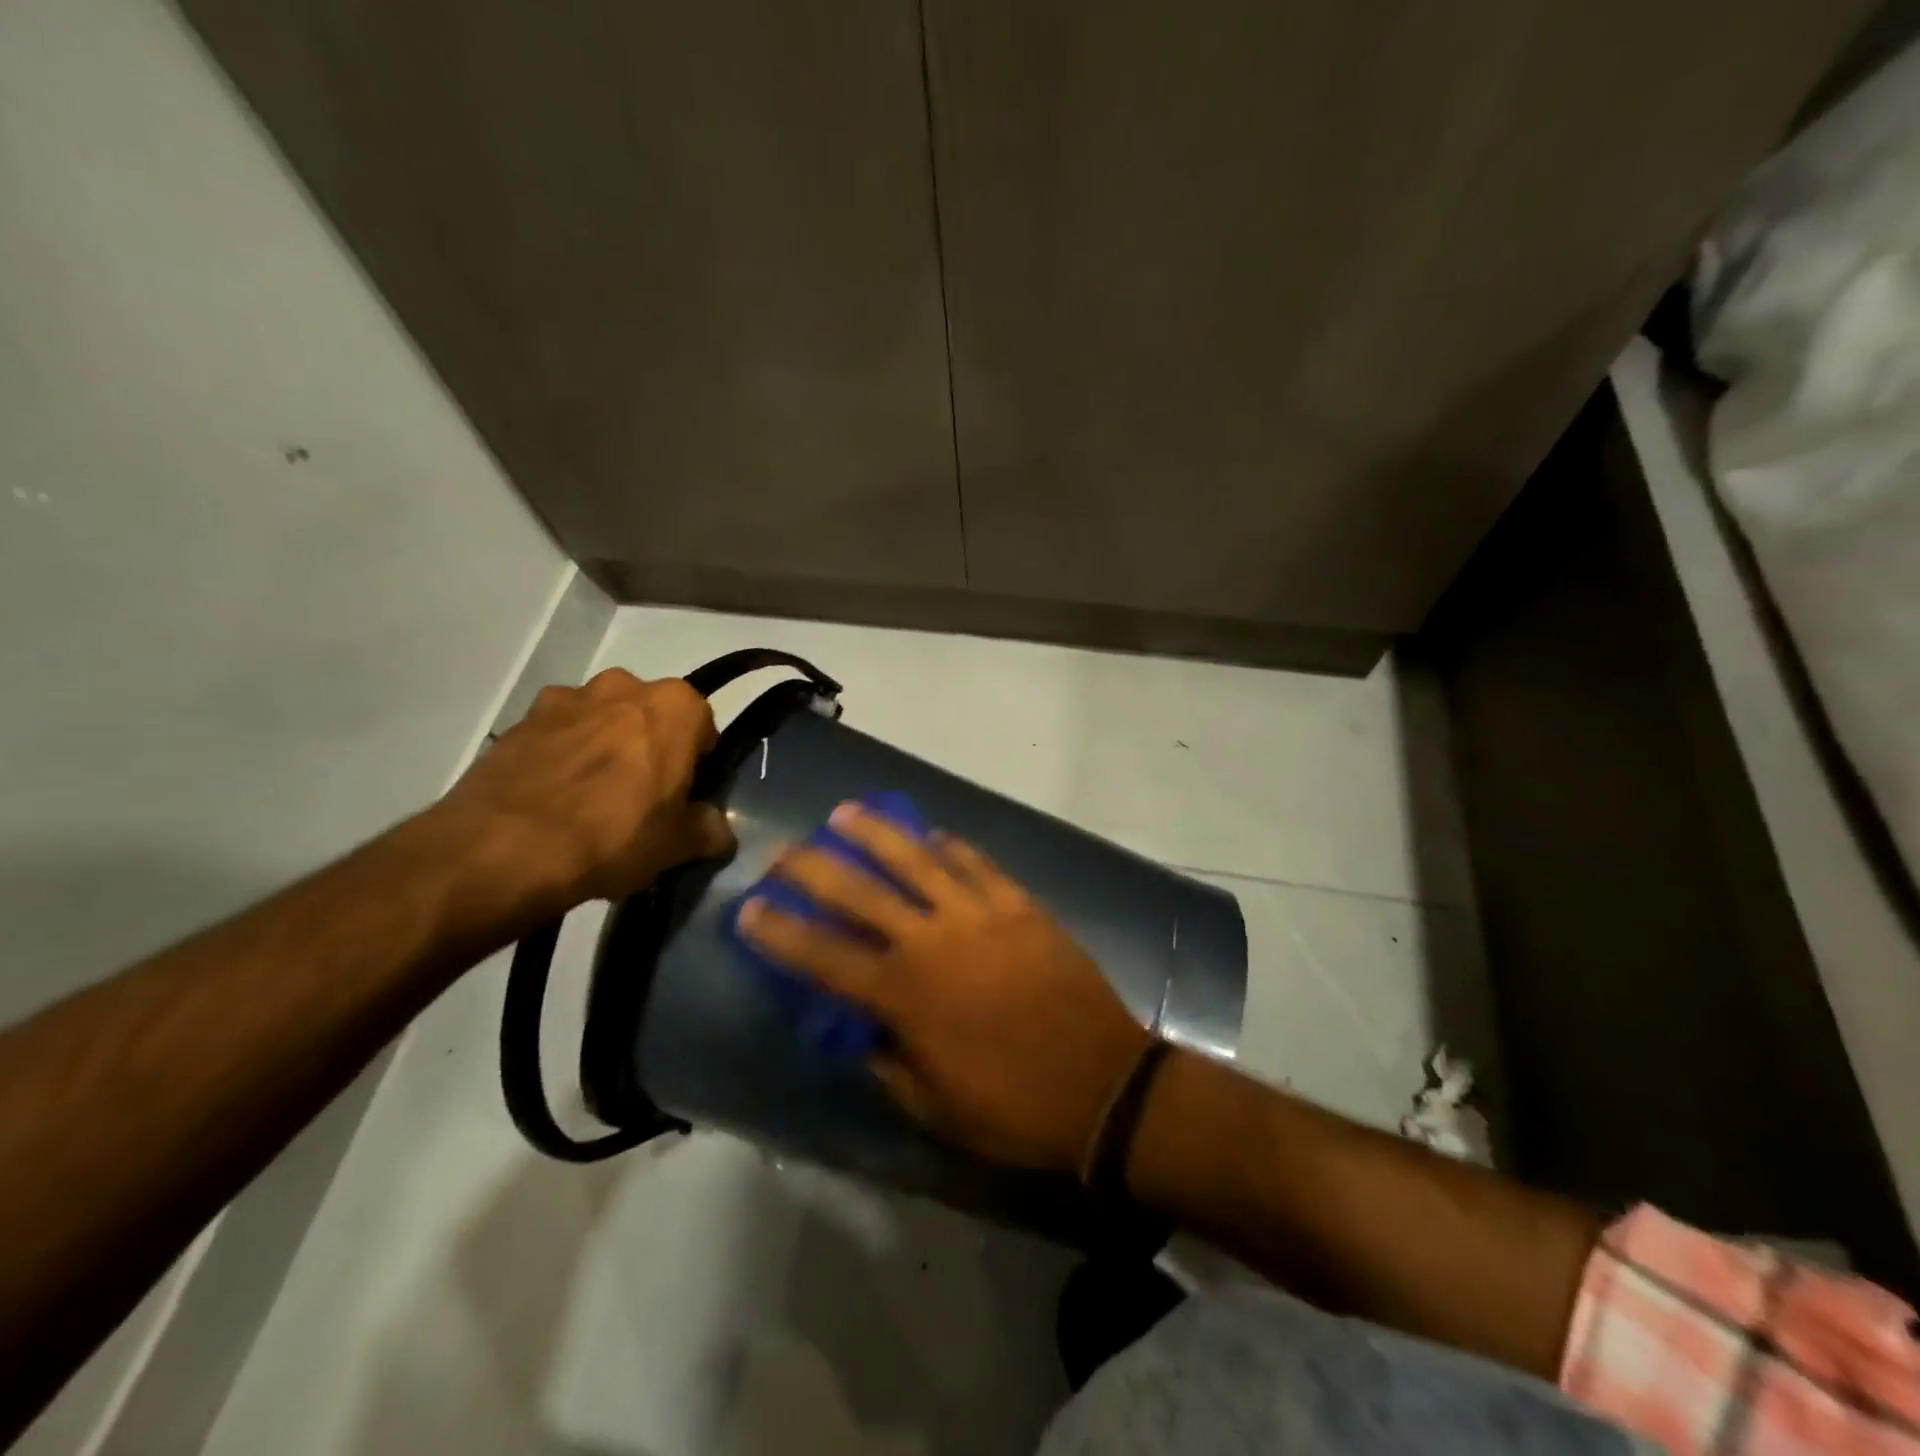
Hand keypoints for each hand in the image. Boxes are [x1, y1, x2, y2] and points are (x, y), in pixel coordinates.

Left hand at [437, 669, 731, 913]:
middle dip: (649, 746)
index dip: (697, 760)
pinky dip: (560, 756)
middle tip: (640, 797)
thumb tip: (718, 830)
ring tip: (589, 801)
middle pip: (650, 715)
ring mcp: (566, 699)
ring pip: (601, 720)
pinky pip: (556, 734)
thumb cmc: (614, 835)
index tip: (685, 793)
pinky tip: (552, 800)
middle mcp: (624, 686)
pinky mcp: (519, 721)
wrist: (504, 849)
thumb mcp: (679, 844)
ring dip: (603, 747)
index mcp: (675, 706)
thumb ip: (709, 829)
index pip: (703, 724)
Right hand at [738, 804, 1150, 1171]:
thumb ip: (888, 1062)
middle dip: (813, 868)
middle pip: (860, 892)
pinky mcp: (1020, 906)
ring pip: (918, 860)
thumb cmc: (1012, 1107)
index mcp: (905, 995)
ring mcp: (980, 916)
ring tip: (846, 812)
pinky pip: (979, 865)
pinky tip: (934, 834)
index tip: (748, 908)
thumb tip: (866, 1030)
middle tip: (784, 850)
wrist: (1102, 1085)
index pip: (823, 956)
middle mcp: (932, 942)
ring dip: (877, 833)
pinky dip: (952, 847)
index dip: (780, 932)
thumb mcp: (933, 1106)